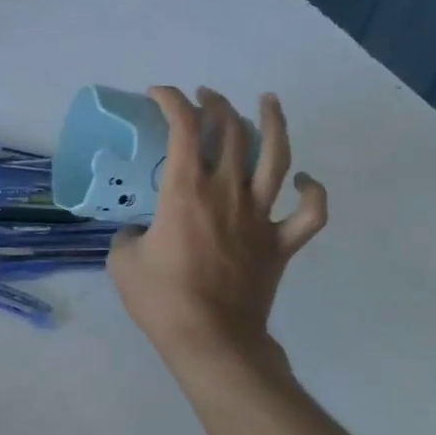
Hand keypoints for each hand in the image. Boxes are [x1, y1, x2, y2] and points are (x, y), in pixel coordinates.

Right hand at [108, 87, 326, 368]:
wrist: (212, 340)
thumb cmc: (163, 300)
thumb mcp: (122, 261)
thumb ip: (129, 235)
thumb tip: (139, 231)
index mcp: (186, 189)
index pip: (183, 126)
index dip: (171, 100)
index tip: (158, 94)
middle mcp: (227, 191)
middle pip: (231, 131)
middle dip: (216, 105)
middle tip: (206, 99)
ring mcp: (260, 216)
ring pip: (277, 157)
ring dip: (273, 123)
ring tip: (268, 101)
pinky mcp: (281, 243)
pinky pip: (310, 214)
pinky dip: (312, 193)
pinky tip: (303, 180)